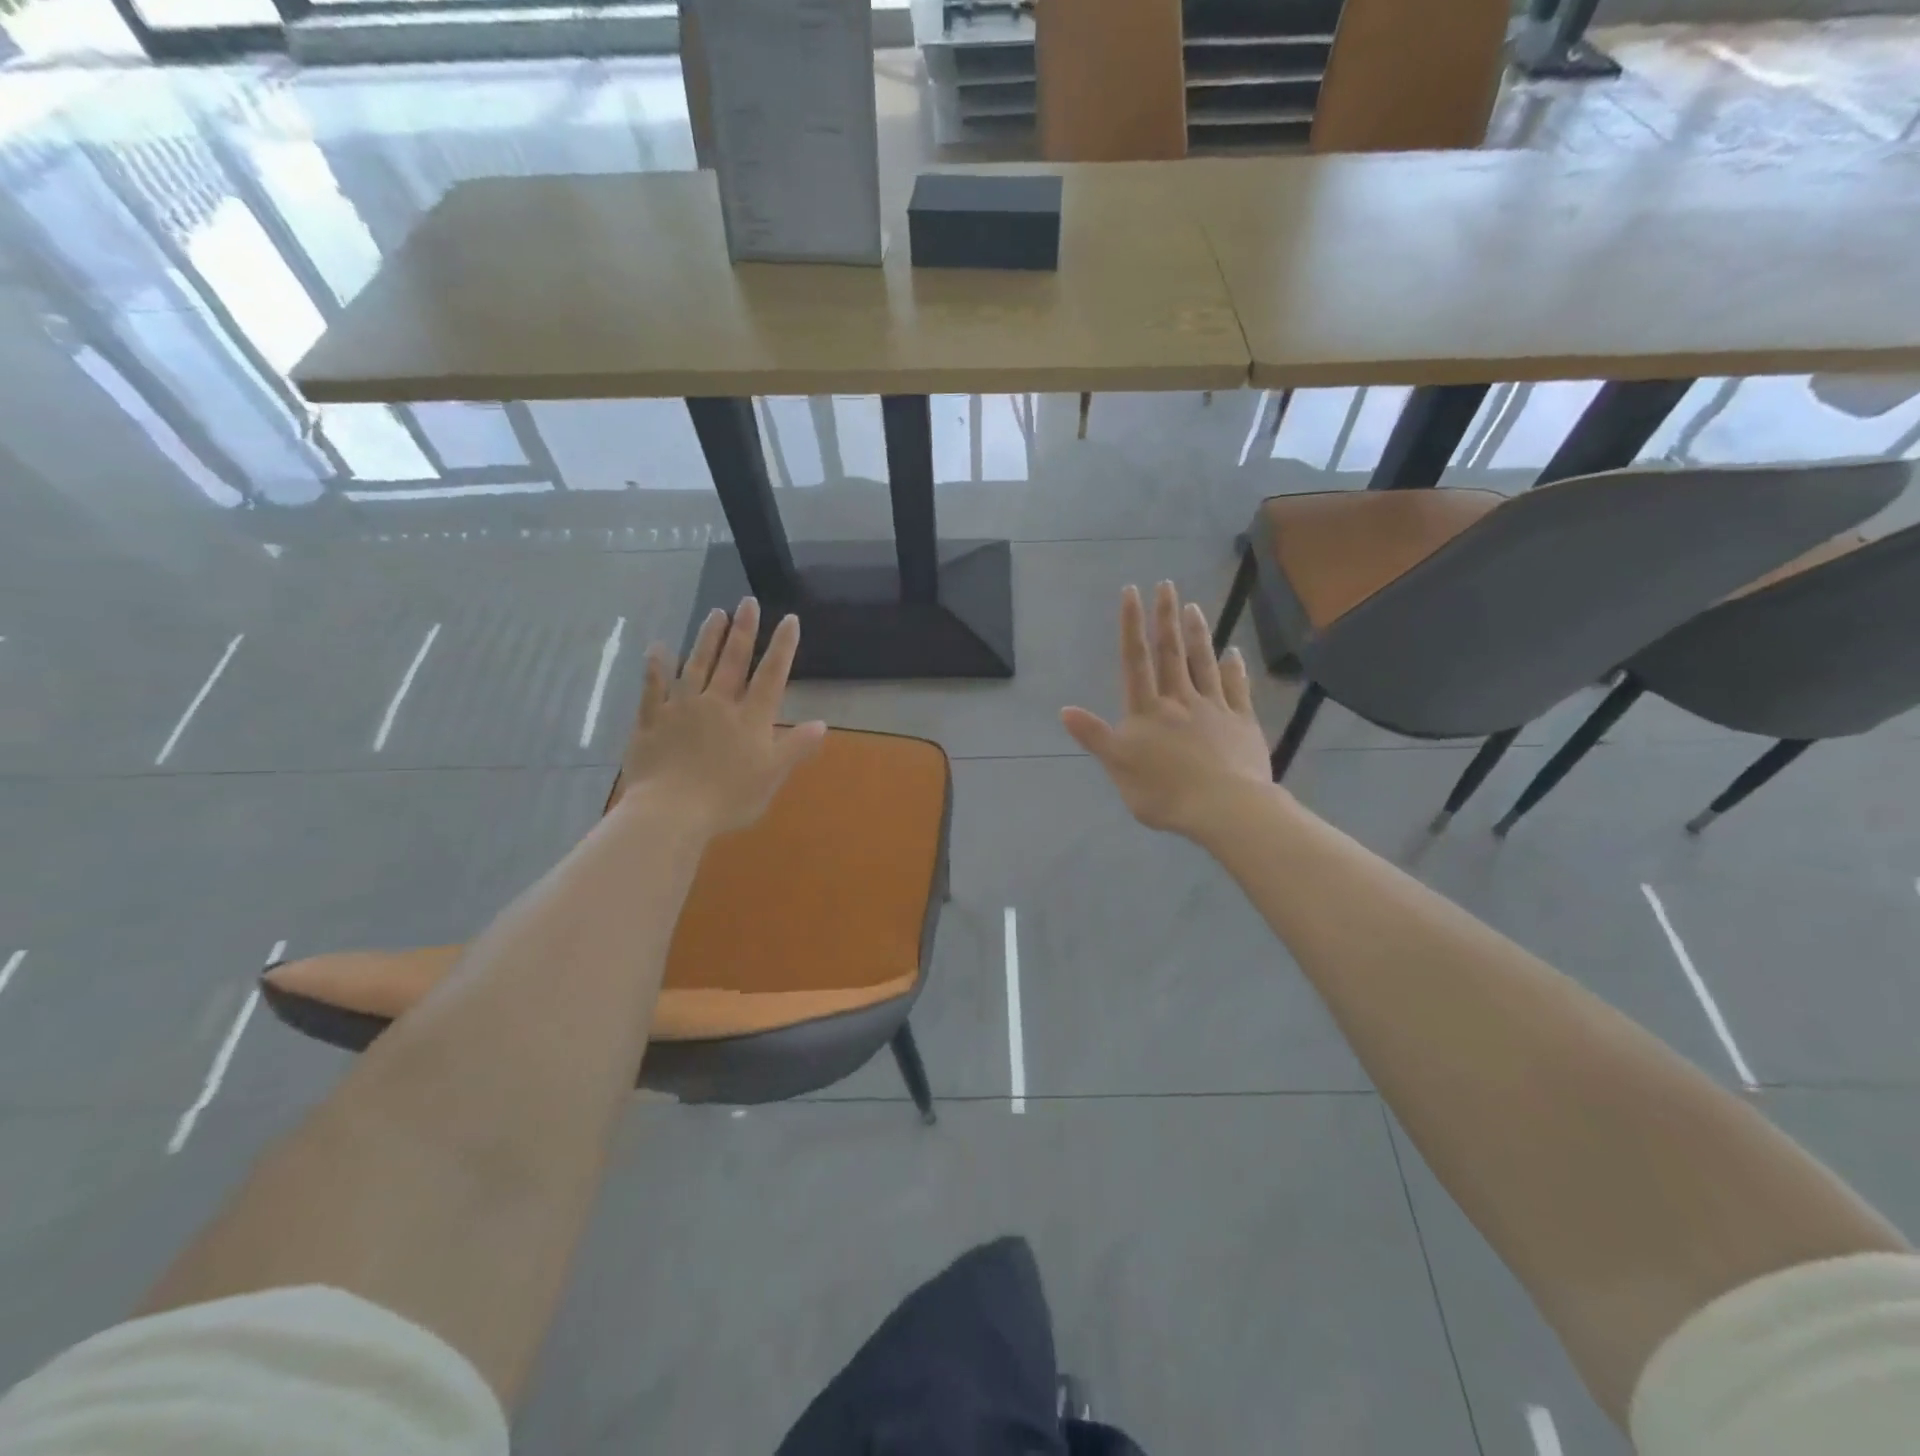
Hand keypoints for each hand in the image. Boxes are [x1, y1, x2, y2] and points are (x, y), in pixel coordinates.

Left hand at [622, 599, 826, 835]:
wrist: (671, 811)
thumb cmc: (728, 798)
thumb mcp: (772, 776)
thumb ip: (795, 747)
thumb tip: (821, 723)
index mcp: (750, 718)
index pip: (771, 675)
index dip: (782, 646)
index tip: (789, 619)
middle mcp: (717, 703)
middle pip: (732, 660)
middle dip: (743, 630)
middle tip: (747, 602)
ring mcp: (681, 708)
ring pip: (696, 665)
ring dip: (707, 638)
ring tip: (715, 613)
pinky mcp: (651, 720)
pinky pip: (653, 687)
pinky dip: (656, 667)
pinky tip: (658, 648)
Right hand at [1060, 582, 1274, 838]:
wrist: (1223, 807)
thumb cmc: (1164, 791)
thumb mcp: (1118, 766)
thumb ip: (1094, 736)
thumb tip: (1065, 710)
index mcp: (1147, 710)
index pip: (1135, 660)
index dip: (1131, 625)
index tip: (1131, 592)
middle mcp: (1180, 700)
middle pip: (1171, 653)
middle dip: (1166, 618)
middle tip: (1167, 585)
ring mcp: (1214, 708)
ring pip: (1203, 663)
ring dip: (1197, 634)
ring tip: (1194, 607)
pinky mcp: (1242, 723)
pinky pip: (1237, 688)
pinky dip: (1234, 668)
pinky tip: (1234, 652)